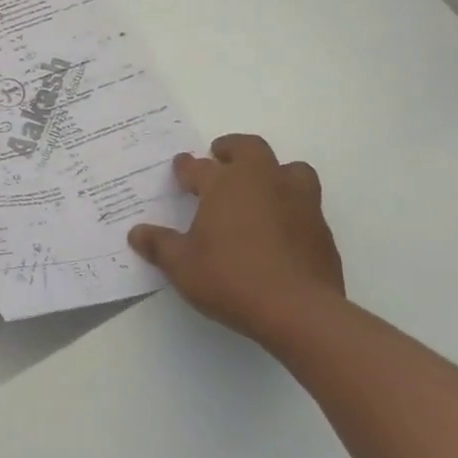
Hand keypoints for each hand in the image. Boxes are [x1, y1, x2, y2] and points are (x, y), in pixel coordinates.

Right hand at [128, 134, 343, 336]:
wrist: (297, 310)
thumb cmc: (230, 278)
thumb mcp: (181, 265)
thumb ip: (159, 245)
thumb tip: (136, 233)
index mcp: (225, 184)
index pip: (199, 166)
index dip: (186, 167)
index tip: (179, 168)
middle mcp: (263, 181)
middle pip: (249, 148)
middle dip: (232, 149)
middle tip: (219, 158)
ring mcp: (298, 201)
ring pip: (290, 169)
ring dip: (273, 172)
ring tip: (260, 188)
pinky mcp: (320, 227)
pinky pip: (305, 203)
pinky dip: (290, 205)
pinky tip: (279, 227)